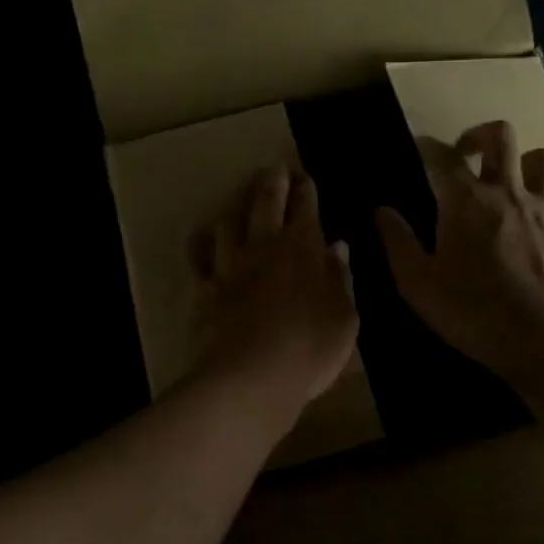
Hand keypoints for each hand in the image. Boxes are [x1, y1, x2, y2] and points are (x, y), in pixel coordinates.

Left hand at [190, 165, 358, 410]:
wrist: (252, 375)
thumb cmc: (311, 347)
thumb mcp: (345, 317)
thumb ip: (341, 278)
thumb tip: (338, 248)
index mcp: (304, 248)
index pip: (306, 207)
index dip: (306, 189)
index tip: (305, 176)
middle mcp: (264, 246)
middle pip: (266, 202)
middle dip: (273, 181)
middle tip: (274, 168)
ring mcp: (230, 265)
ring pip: (229, 222)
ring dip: (236, 207)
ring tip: (240, 201)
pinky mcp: (204, 287)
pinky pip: (198, 257)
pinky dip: (200, 244)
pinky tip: (200, 239)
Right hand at [374, 120, 543, 383]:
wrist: (542, 340)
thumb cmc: (470, 310)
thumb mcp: (416, 282)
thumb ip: (397, 241)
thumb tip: (381, 210)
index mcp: (465, 199)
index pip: (441, 155)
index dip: (426, 146)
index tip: (417, 149)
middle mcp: (507, 192)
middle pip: (500, 136)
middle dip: (480, 135)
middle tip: (466, 155)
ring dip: (525, 161)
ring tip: (512, 181)